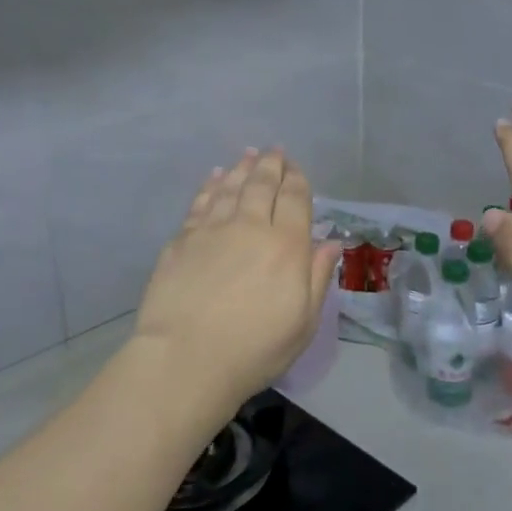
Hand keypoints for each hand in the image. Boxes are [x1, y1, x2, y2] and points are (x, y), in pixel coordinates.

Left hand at [131, 148, 340, 428]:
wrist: (185, 359)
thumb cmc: (254, 349)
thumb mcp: (303, 322)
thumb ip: (318, 278)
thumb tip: (330, 244)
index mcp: (286, 246)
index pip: (294, 199)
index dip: (297, 179)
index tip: (296, 168)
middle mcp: (249, 226)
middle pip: (261, 185)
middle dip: (270, 165)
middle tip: (274, 151)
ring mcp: (211, 230)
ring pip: (230, 187)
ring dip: (241, 168)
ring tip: (248, 155)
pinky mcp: (181, 240)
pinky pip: (201, 202)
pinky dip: (211, 185)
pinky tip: (214, 178)